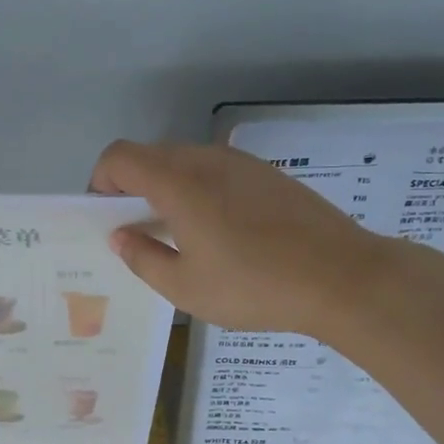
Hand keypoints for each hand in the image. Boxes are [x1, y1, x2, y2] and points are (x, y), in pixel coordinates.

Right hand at [89, 140, 386, 334]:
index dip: (101, 181)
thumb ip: (143, 257)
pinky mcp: (268, 174)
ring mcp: (241, 163)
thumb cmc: (254, 286)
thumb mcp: (185, 288)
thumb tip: (121, 235)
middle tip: (139, 231)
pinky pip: (216, 170)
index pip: (119, 157)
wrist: (343, 277)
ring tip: (180, 235)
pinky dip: (199, 190)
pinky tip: (220, 231)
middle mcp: (206, 161)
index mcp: (178, 183)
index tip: (107, 217)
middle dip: (132, 186)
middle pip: (150, 155)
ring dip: (167, 188)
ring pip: (185, 161)